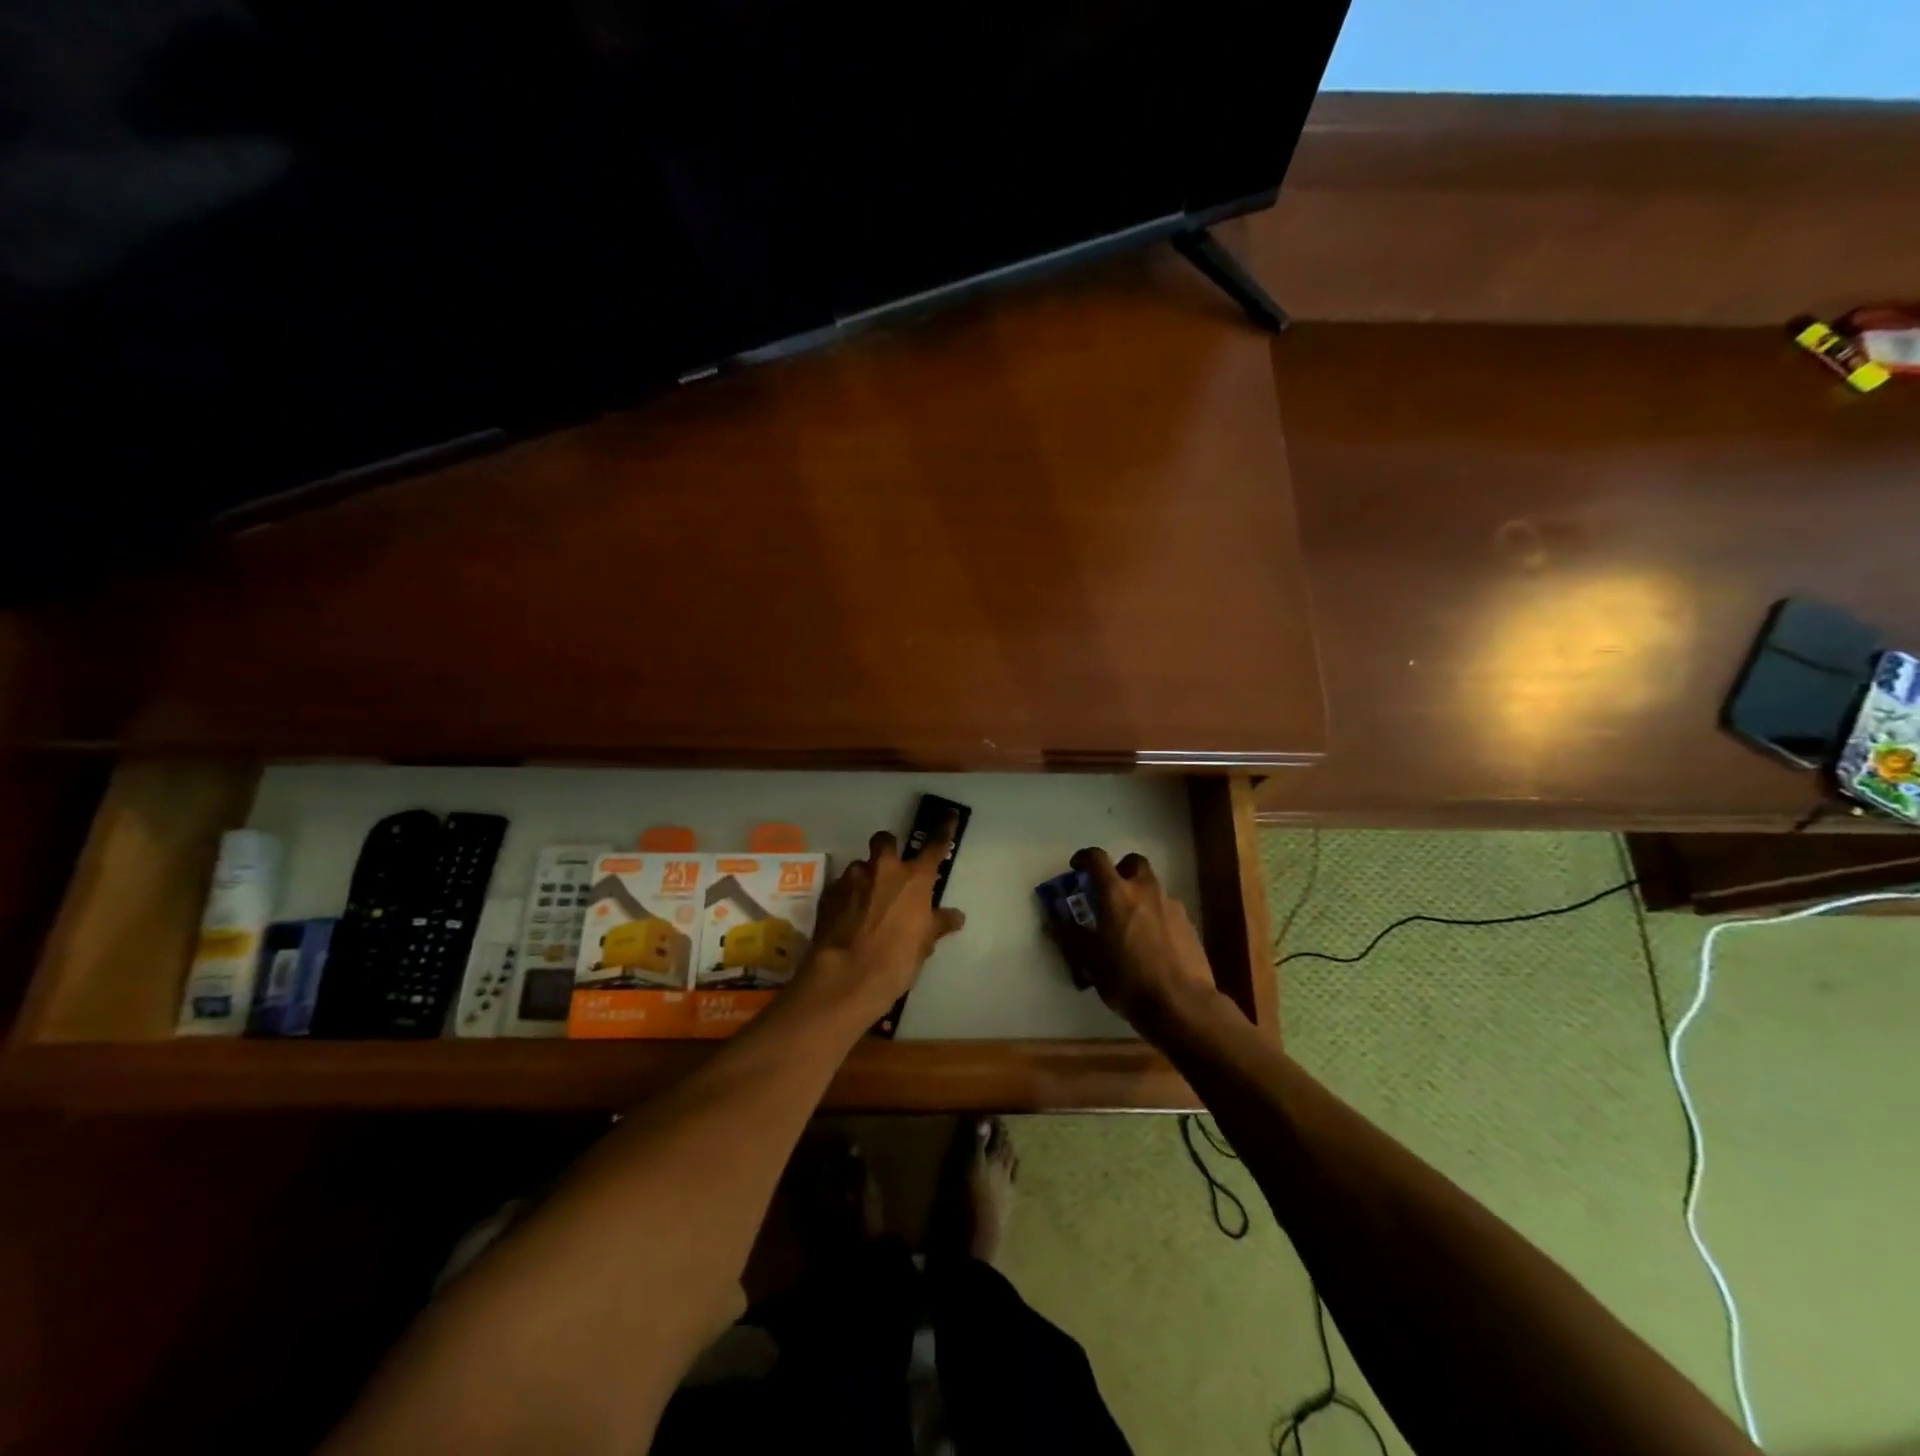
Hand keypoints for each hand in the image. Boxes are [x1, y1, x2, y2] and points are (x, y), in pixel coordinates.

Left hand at [797, 824, 965, 1021]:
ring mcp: (852, 879)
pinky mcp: (829, 894)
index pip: (935, 846)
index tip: (948, 816)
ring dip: (866, 877)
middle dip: (889, 848)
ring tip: (867, 902)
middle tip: (892, 869)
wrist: (846, 977)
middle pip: (885, 841)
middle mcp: (883, 869)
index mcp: (914, 878)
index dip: (944, 830)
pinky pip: (842, 887)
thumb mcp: (924, 944)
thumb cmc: (896, 960)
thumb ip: (938, 924)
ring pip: (860, 866)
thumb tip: (955, 916)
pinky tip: (849, 918)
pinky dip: (848, 896)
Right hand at [1049, 848, 1218, 1032]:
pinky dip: (1156, 915)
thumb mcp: (1090, 961)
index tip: (1077, 867)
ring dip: (1139, 894)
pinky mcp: (1189, 924)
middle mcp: (1145, 890)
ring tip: (1130, 923)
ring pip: (1153, 886)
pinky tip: (1152, 942)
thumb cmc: (1128, 980)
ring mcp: (1171, 905)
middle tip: (1109, 891)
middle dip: (1120, 870)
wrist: (1182, 1003)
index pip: (1097, 858)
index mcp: (1116, 894)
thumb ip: (1070, 936)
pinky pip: (1167, 908)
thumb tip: (1053, 921)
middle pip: (1134, 862)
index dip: (1084, 857)